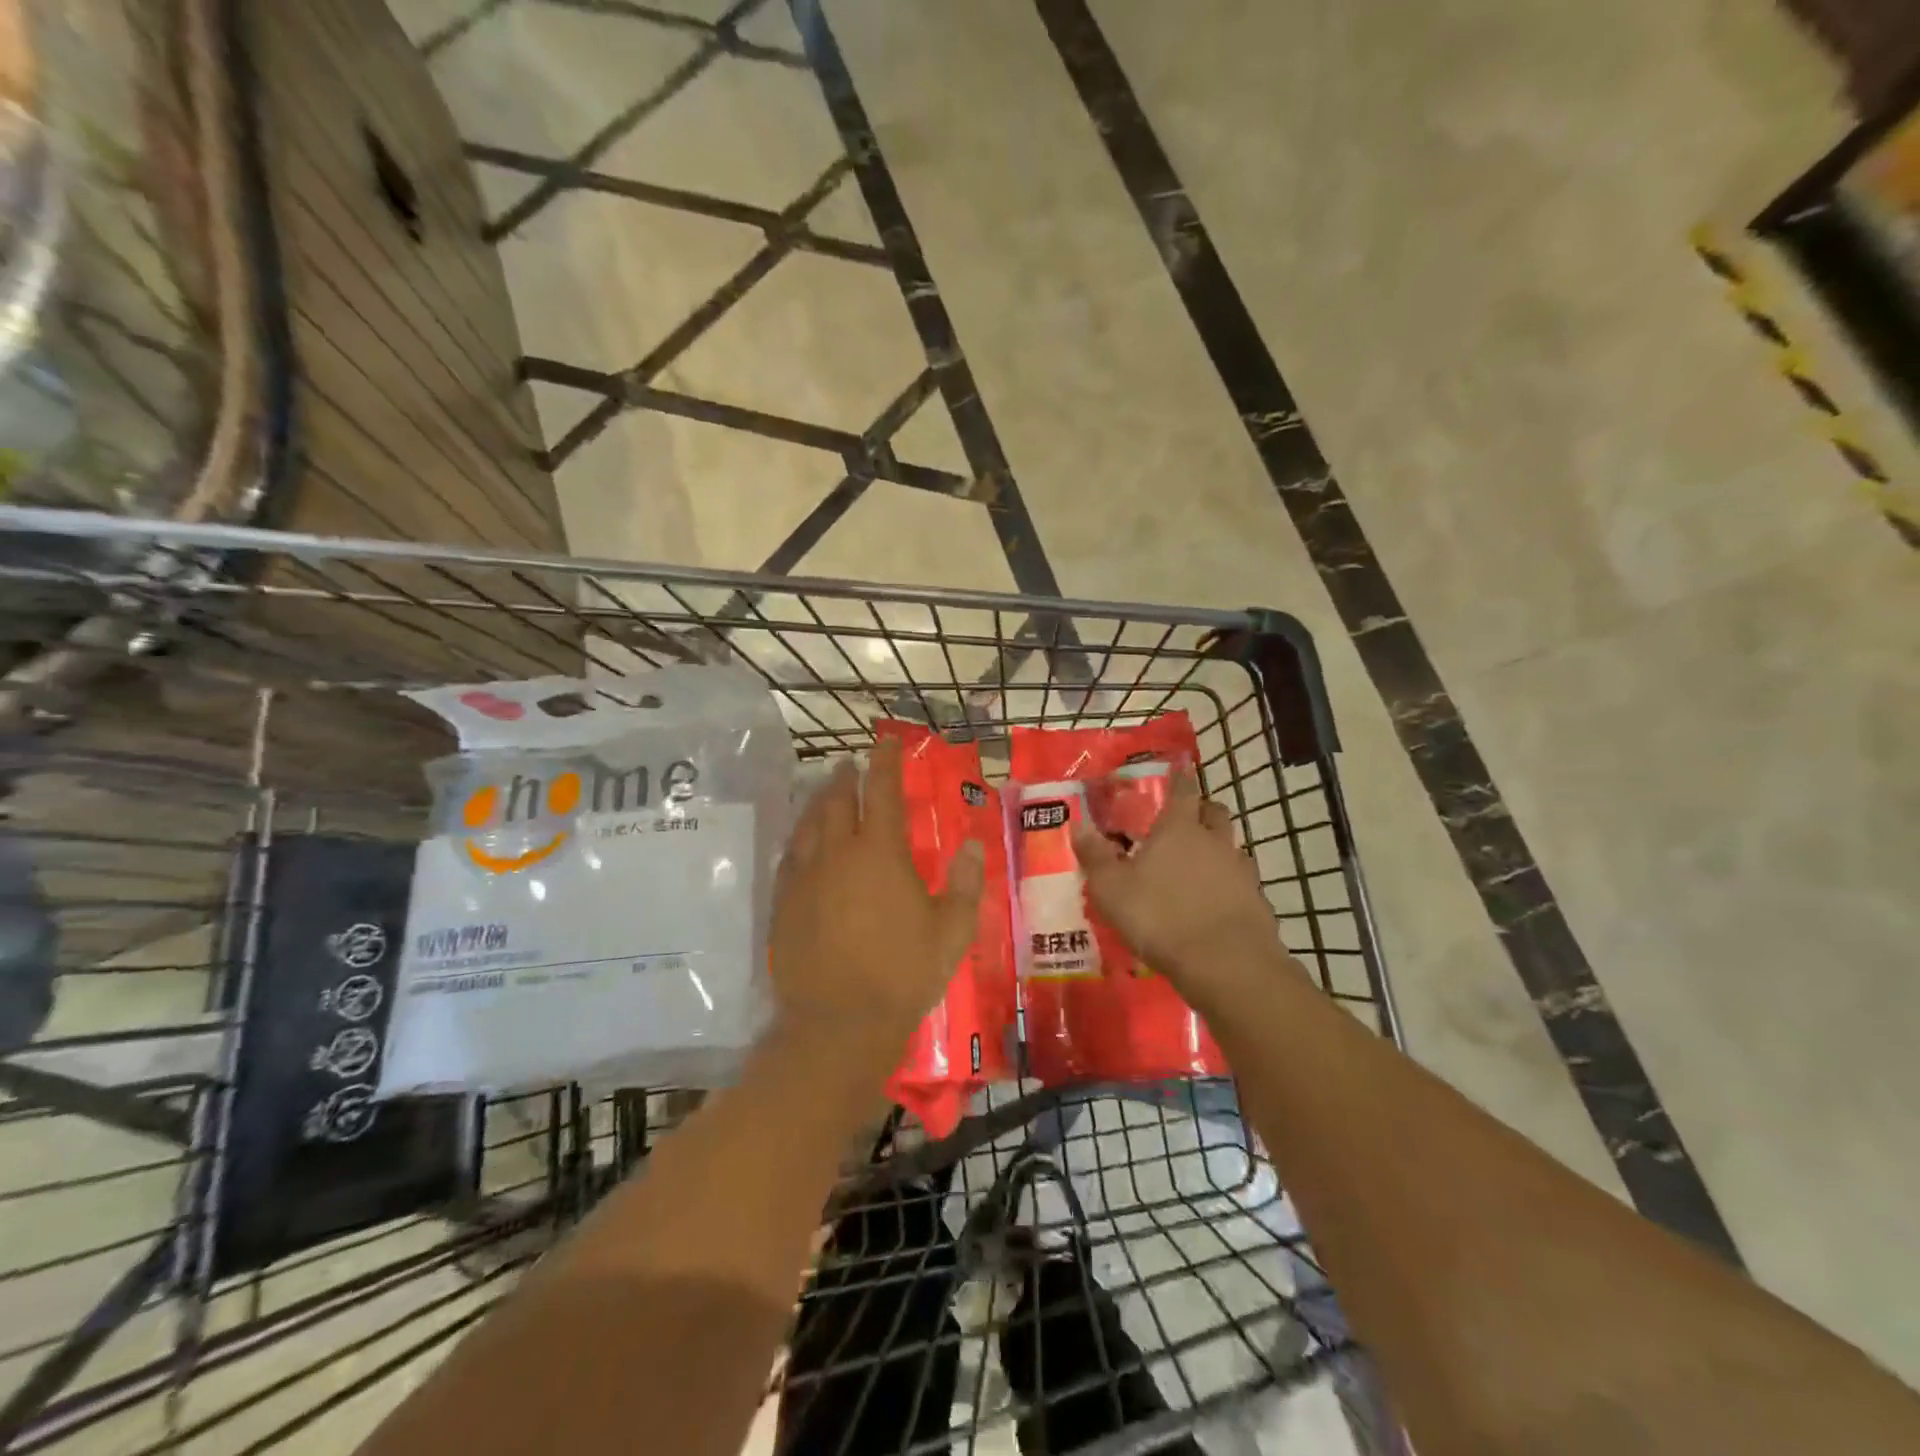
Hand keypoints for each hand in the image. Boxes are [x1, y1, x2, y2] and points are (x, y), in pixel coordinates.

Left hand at [770, 736, 983, 1053]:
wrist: (839, 1024)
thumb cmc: (904, 975)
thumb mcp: (952, 932)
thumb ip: (967, 885)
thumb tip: (973, 845)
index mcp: (881, 854)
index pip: (882, 792)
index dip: (884, 763)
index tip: (885, 742)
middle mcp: (838, 854)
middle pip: (838, 801)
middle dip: (845, 777)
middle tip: (850, 764)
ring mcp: (805, 878)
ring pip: (808, 825)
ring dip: (819, 802)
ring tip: (826, 792)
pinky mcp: (783, 904)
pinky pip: (789, 857)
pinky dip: (799, 839)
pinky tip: (802, 842)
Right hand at [1071, 769, 1285, 1002]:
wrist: (1226, 964)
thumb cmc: (1160, 917)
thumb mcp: (1112, 889)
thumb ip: (1095, 856)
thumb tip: (1079, 825)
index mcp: (1179, 829)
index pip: (1183, 790)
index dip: (1180, 778)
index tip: (1179, 769)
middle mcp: (1214, 841)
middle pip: (1215, 812)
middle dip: (1202, 810)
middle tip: (1185, 820)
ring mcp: (1241, 871)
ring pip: (1232, 846)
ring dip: (1218, 848)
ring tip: (1198, 865)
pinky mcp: (1257, 902)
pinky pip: (1242, 882)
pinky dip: (1229, 884)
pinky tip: (1215, 902)